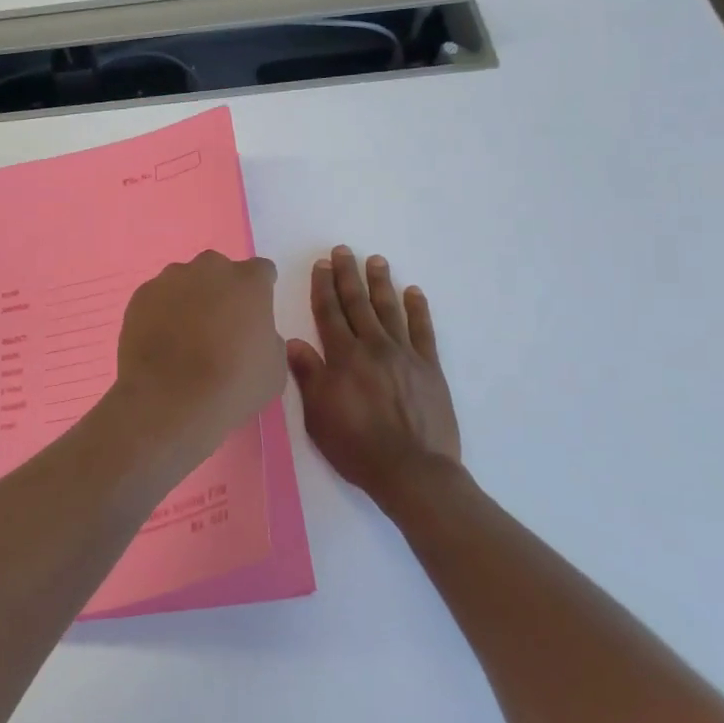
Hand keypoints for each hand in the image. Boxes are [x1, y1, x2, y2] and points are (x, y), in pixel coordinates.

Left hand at [114, 250, 285, 451]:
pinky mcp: (141, 295)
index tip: (253, 314)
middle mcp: (210, 269)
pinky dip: (161, 312)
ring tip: (184, 336)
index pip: (261, 272)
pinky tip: (162, 341)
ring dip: (189, 299)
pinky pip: (158, 297)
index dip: (258, 292)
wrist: (169, 399)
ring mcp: (171, 279)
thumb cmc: (232, 385)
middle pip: (219, 271)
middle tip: (219, 326)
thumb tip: (254, 334)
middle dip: (221, 290)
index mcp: (249, 281)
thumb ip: (268, 339)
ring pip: (185, 281)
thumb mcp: (274, 369)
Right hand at [287, 246, 464, 509]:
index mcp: (343, 358)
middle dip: (348, 276)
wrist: (413, 471)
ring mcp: (405, 355)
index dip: (323, 287)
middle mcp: (373, 347)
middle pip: (358, 304)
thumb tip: (293, 342)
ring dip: (381, 283)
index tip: (321, 264)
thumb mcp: (319, 416)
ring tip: (376, 260)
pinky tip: (414, 292)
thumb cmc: (357, 447)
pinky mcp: (430, 368)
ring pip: (390, 309)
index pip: (329, 313)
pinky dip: (418, 309)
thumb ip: (308, 376)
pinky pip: (423, 330)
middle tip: (344, 251)